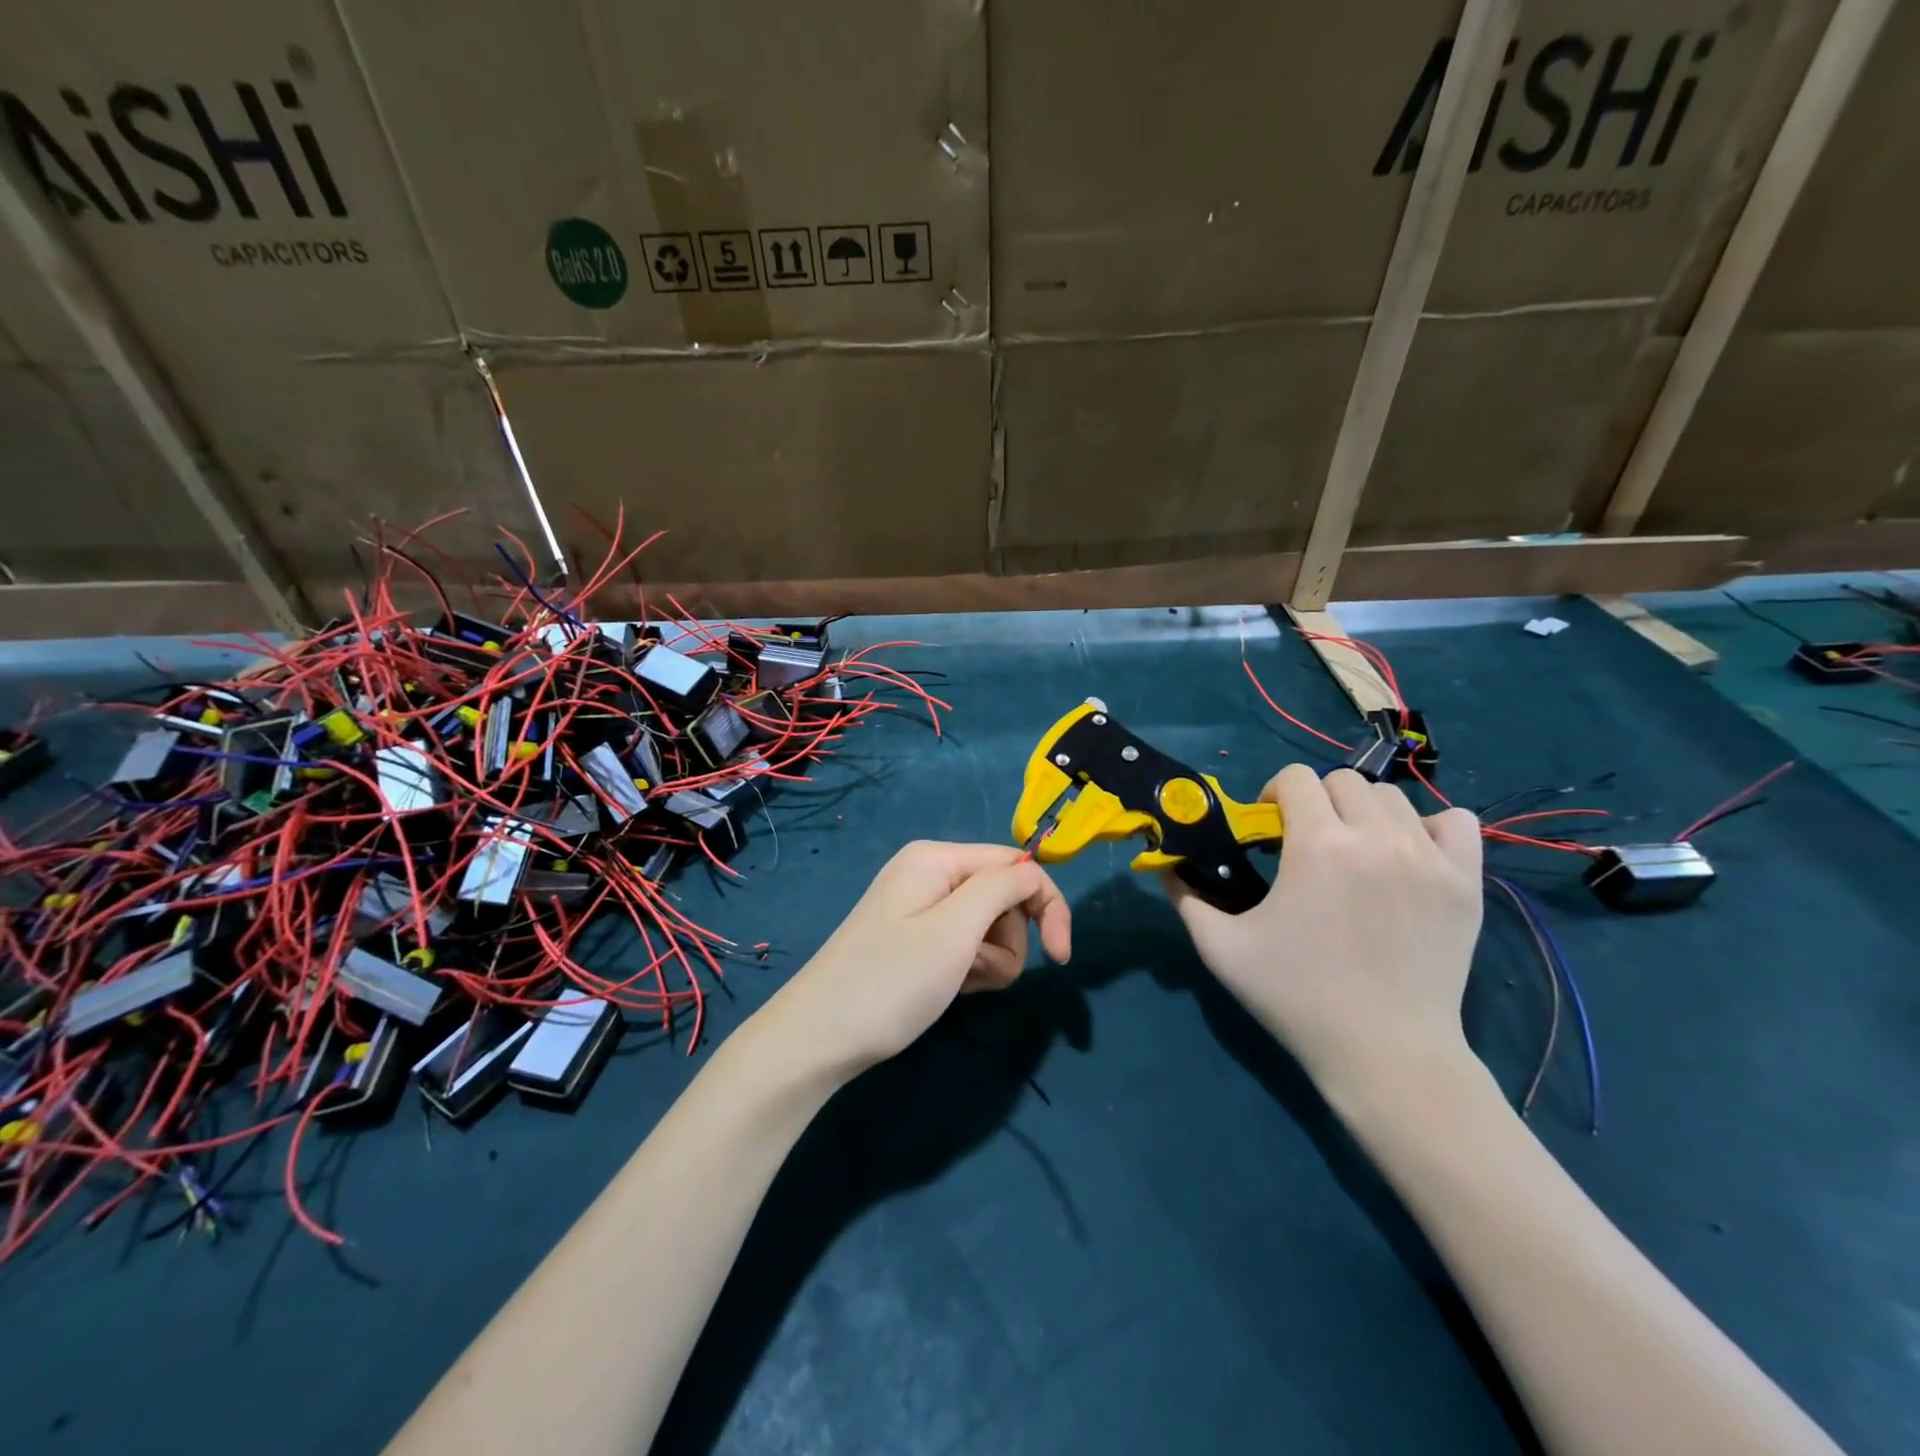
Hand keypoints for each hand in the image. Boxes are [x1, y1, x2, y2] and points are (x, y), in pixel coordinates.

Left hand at [762, 841, 1071, 1080]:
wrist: (818, 1038)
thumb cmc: (891, 982)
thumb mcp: (954, 931)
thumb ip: (1002, 888)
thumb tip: (1033, 871)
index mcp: (937, 857)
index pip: (1017, 864)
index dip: (1047, 905)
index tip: (1061, 958)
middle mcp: (929, 872)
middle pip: (1003, 896)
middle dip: (1007, 939)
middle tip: (977, 972)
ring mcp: (919, 906)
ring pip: (988, 925)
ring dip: (988, 959)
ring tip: (958, 983)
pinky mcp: (914, 937)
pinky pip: (963, 943)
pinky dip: (967, 967)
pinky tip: (947, 988)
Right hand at [1167, 765, 1482, 1101]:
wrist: (1384, 1053)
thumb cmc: (1295, 997)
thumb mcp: (1221, 948)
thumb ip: (1186, 896)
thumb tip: (1163, 864)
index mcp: (1318, 846)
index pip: (1295, 778)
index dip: (1273, 794)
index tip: (1268, 828)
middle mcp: (1377, 838)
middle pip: (1343, 780)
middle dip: (1316, 801)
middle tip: (1306, 842)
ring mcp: (1430, 858)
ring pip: (1392, 798)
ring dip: (1363, 813)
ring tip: (1354, 852)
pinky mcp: (1466, 883)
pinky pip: (1456, 822)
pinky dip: (1429, 828)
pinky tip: (1408, 855)